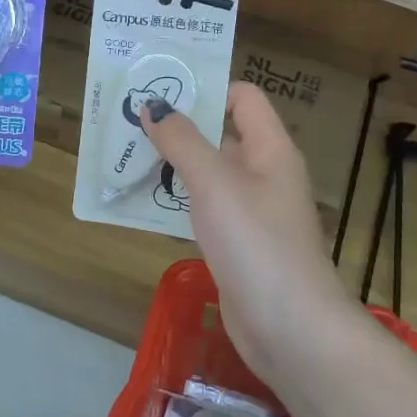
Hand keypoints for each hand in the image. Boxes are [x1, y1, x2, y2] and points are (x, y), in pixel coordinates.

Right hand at [141, 83, 352, 381]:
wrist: (289, 327)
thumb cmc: (255, 241)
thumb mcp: (214, 182)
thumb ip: (182, 140)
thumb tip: (155, 105)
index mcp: (270, 148)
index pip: (242, 97)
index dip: (206, 88)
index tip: (160, 90)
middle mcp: (265, 173)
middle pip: (221, 134)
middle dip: (179, 126)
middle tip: (130, 119)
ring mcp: (253, 211)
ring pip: (209, 174)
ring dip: (174, 165)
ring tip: (127, 155)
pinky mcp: (238, 244)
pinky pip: (205, 209)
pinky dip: (178, 201)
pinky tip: (145, 202)